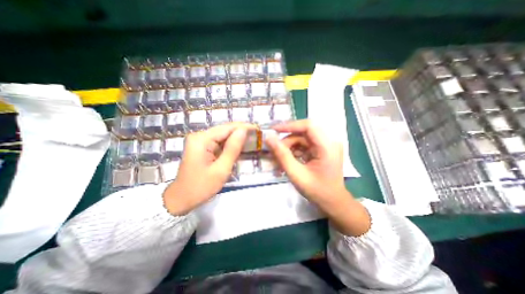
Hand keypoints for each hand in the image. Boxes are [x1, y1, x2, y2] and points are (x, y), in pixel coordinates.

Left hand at [164, 122, 253, 215]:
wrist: (181, 199)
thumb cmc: (201, 187)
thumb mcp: (221, 169)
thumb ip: (233, 149)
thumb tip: (243, 131)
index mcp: (202, 139)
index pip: (227, 128)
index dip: (244, 127)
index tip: (258, 129)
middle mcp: (200, 136)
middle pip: (225, 130)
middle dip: (241, 132)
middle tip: (257, 135)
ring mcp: (200, 141)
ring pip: (223, 135)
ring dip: (237, 137)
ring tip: (252, 139)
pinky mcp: (202, 147)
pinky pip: (219, 142)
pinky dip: (230, 144)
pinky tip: (240, 146)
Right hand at [268, 120, 344, 201]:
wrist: (333, 202)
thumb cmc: (317, 191)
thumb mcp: (296, 174)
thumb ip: (282, 155)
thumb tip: (269, 138)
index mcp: (327, 146)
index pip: (308, 126)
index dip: (290, 125)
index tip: (274, 131)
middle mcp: (328, 142)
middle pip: (303, 132)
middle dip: (287, 141)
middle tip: (274, 152)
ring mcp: (325, 146)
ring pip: (301, 139)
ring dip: (289, 147)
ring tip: (279, 160)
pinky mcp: (321, 150)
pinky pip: (304, 146)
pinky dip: (293, 152)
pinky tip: (286, 161)